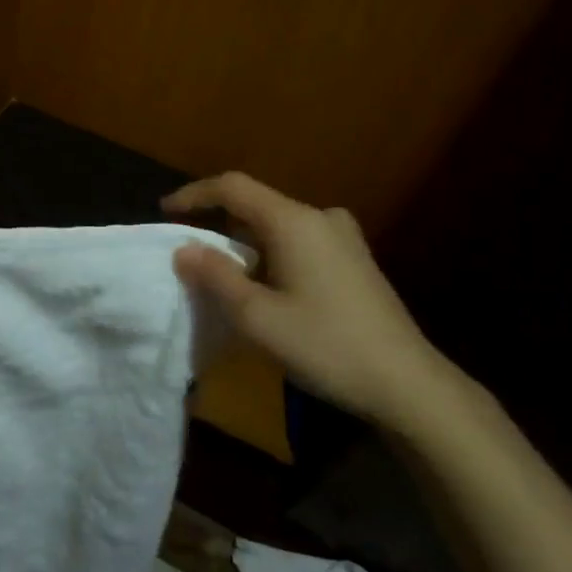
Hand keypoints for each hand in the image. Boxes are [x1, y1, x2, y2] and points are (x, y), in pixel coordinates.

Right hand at [163, 172, 451, 428]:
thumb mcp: (257, 316)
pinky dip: (270, 255)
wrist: (406, 383)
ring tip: (222, 277)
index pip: (233, 188)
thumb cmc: (325, 345)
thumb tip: (184, 249)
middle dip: (218, 225)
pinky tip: (264, 288)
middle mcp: (321, 219)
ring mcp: (344, 239)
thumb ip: (216, 276)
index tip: (165, 212)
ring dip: (245, 244)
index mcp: (295, 222)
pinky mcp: (355, 261)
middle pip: (256, 205)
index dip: (194, 195)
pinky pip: (299, 243)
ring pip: (278, 227)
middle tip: (190, 256)